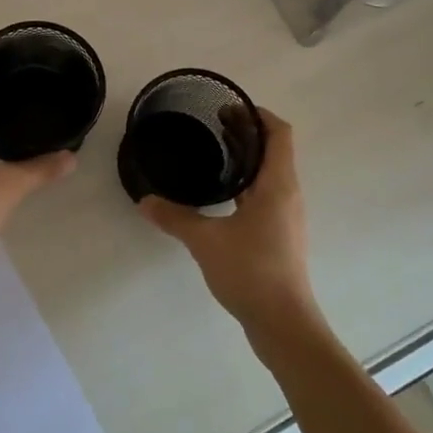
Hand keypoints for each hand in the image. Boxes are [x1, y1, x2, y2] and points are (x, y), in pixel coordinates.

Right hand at [137, 109, 322, 345]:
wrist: (283, 323)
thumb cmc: (251, 271)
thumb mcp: (205, 240)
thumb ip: (174, 217)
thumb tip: (144, 200)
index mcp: (278, 184)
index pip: (279, 133)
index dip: (258, 115)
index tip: (229, 109)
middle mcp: (288, 194)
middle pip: (274, 151)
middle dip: (247, 134)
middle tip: (213, 124)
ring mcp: (286, 217)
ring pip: (270, 175)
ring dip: (247, 160)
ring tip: (215, 154)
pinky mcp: (280, 237)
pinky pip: (265, 196)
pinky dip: (247, 184)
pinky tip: (222, 196)